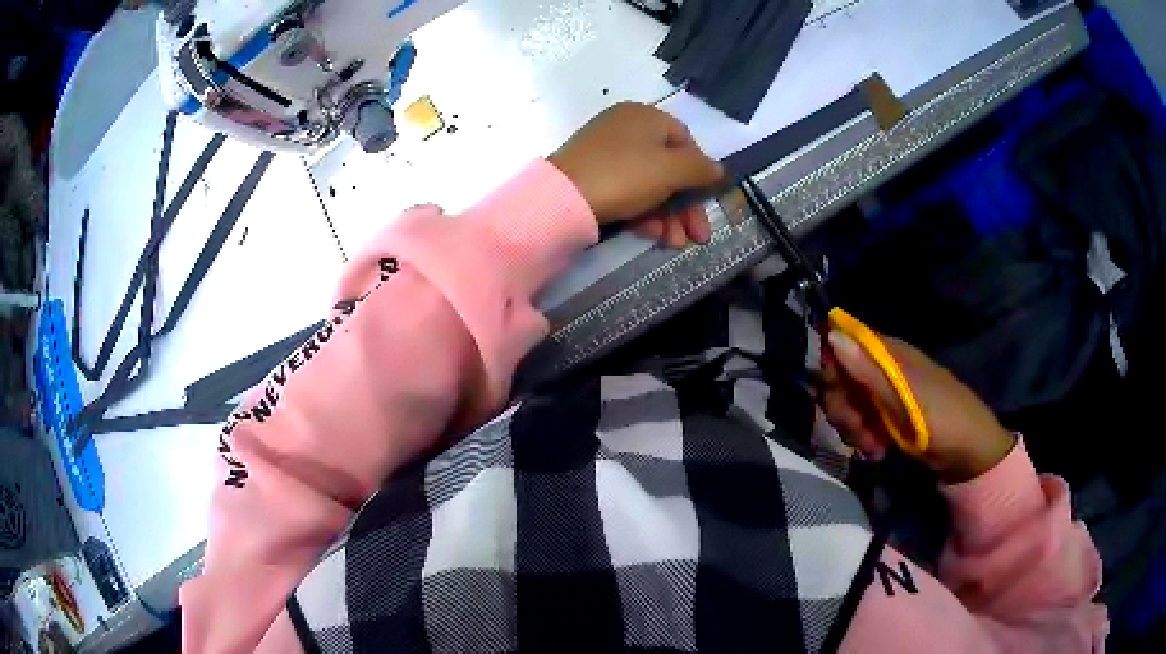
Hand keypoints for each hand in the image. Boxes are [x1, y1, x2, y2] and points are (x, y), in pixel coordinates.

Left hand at [549, 103, 725, 247]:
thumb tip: (720, 170)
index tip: (707, 200)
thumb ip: (701, 169)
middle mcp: (626, 127)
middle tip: (697, 236)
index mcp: (646, 116)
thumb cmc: (626, 175)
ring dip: (667, 215)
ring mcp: (606, 151)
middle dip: (685, 205)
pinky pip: (627, 189)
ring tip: (673, 243)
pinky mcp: (591, 174)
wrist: (563, 198)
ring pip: (649, 182)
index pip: (686, 141)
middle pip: (668, 167)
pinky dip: (642, 211)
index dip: (700, 172)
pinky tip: (649, 234)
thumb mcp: (672, 170)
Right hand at [820, 330, 1016, 483]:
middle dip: (843, 409)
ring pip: (848, 404)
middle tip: (859, 431)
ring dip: (853, 429)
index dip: (833, 369)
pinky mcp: (888, 418)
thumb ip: (870, 370)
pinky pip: (861, 423)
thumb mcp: (907, 398)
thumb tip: (832, 334)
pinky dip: (863, 438)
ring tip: (872, 447)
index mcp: (889, 354)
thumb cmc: (944, 420)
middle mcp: (884, 369)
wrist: (969, 454)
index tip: (838, 395)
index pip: (843, 345)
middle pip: (841, 379)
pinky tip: (877, 451)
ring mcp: (886, 395)